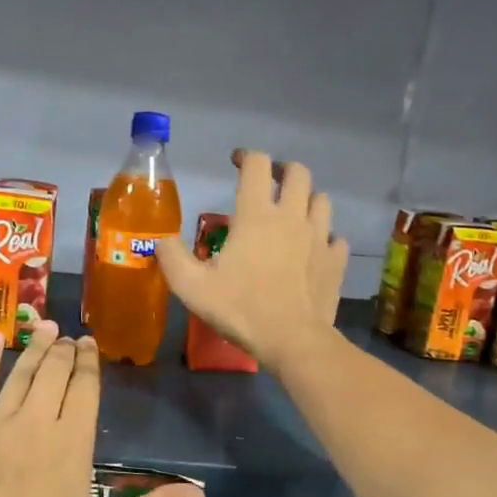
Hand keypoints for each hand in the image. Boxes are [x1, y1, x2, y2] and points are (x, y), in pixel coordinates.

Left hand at [0, 323, 204, 496]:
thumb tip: (201, 494)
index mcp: (72, 443)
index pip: (85, 388)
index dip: (89, 363)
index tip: (90, 345)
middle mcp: (37, 421)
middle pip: (55, 372)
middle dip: (65, 351)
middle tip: (69, 338)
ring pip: (21, 372)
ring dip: (36, 347)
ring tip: (46, 327)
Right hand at [159, 150, 349, 372]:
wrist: (292, 340)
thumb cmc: (240, 309)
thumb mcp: (191, 287)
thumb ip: (171, 258)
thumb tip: (161, 240)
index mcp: (256, 216)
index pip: (257, 165)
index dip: (246, 156)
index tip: (236, 162)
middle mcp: (292, 217)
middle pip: (299, 172)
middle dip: (283, 170)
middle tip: (269, 182)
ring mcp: (319, 237)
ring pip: (322, 200)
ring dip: (307, 200)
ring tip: (293, 214)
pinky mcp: (335, 260)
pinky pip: (335, 237)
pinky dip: (325, 237)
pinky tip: (314, 249)